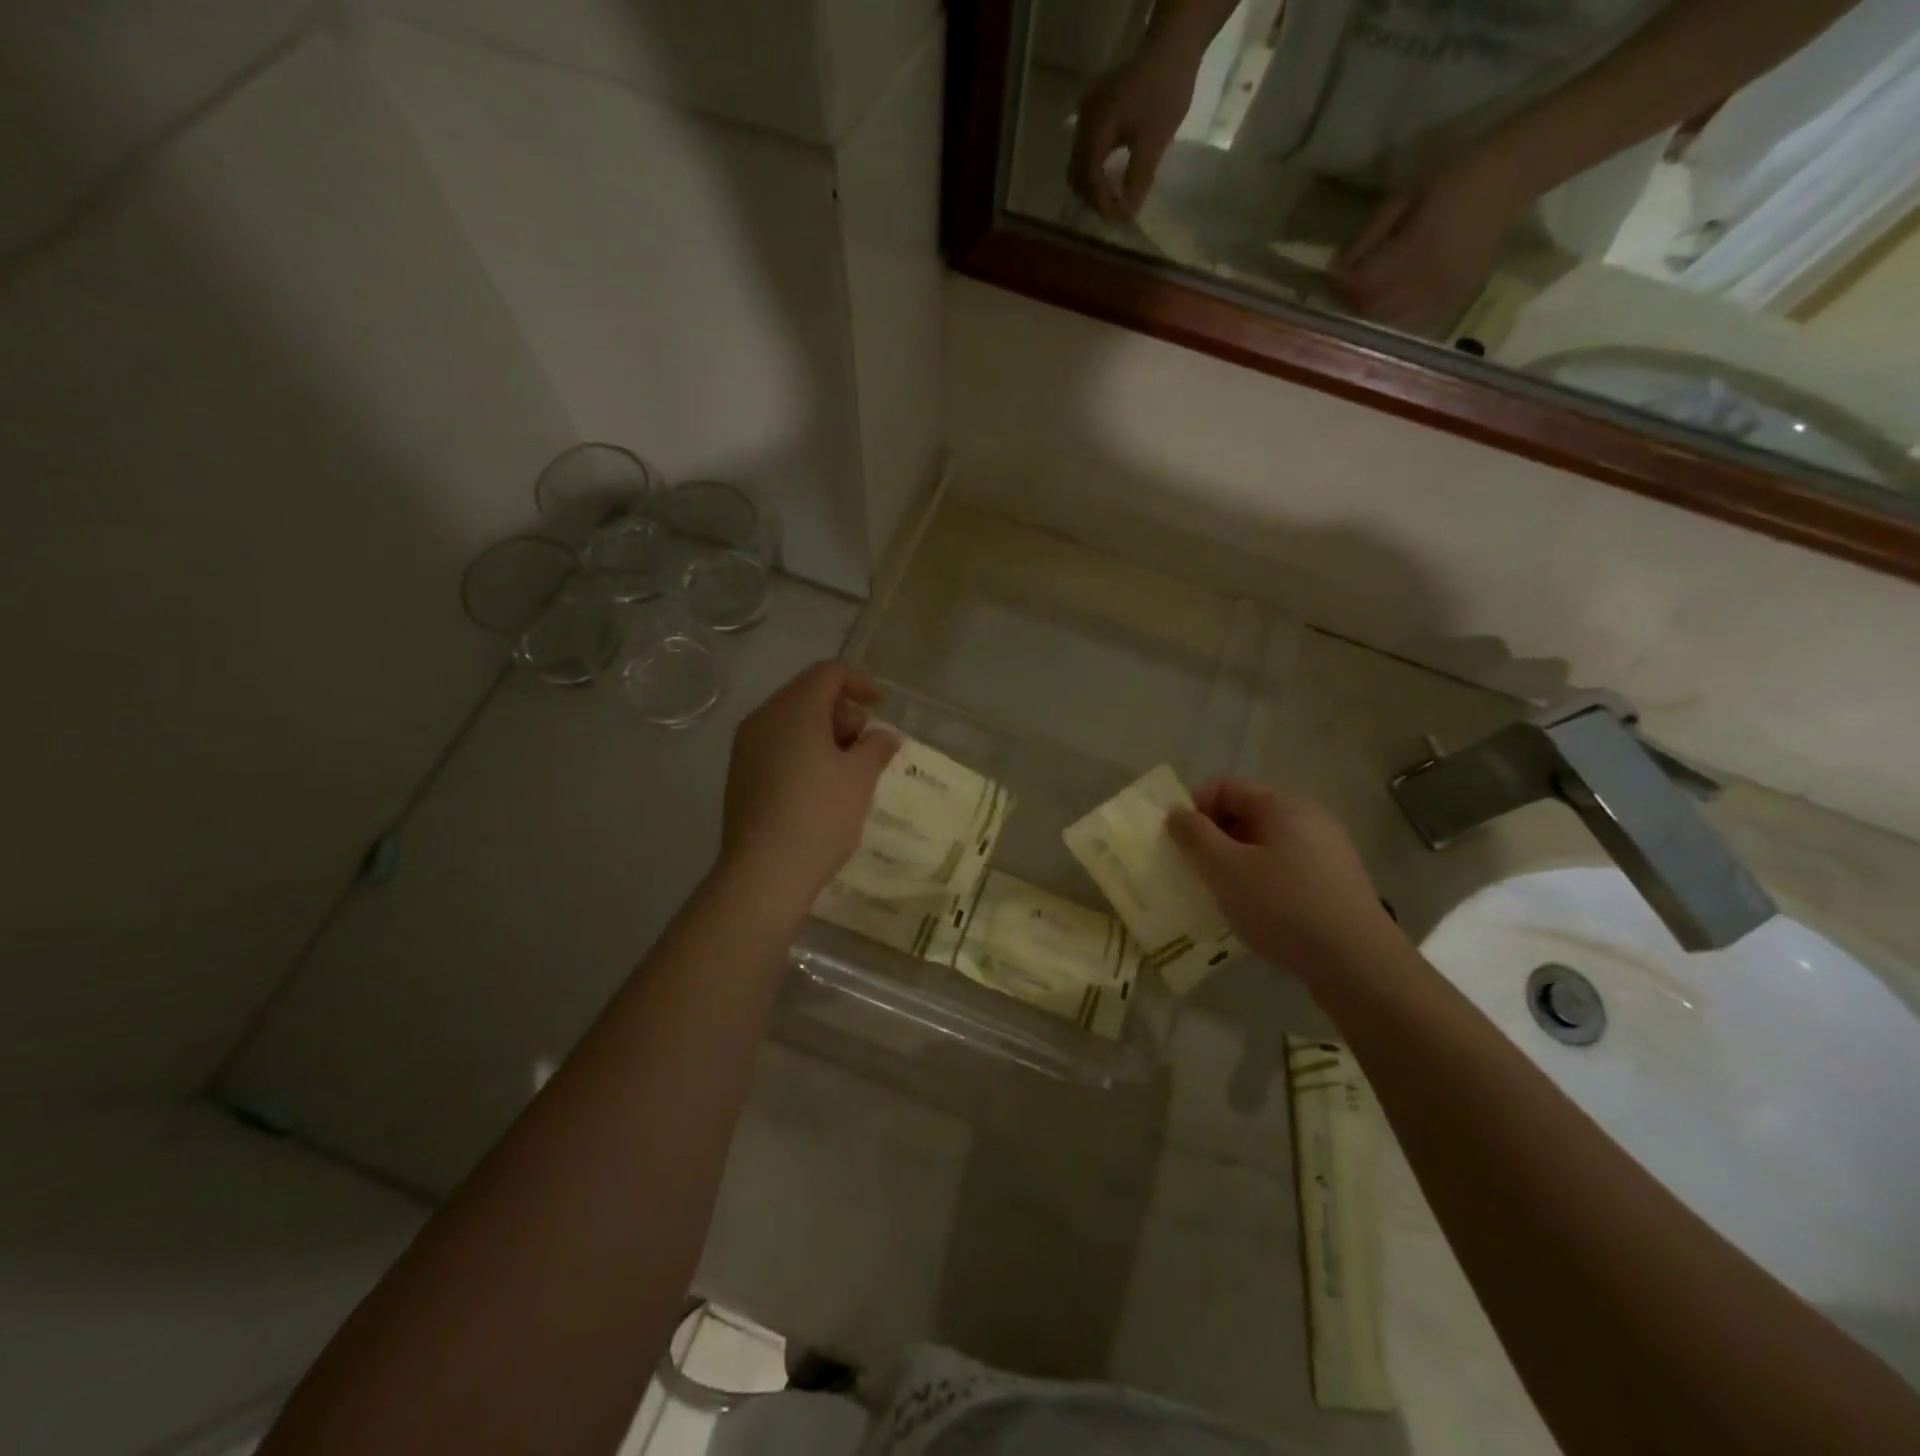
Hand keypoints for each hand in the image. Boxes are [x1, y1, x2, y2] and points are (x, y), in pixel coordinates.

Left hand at [719, 662, 897, 910]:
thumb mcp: (860, 778)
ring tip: (848, 766)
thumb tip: (884, 735)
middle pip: (807, 693)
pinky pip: (777, 745)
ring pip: (791, 720)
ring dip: (824, 731)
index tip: (880, 707)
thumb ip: (876, 747)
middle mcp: (764, 718)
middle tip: (867, 742)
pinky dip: (803, 750)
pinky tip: (821, 783)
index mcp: (794, 709)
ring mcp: (747, 747)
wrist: (764, 872)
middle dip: (842, 709)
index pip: (828, 673)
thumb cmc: (820, 816)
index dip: (860, 682)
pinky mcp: (741, 774)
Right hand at [1069, 45, 1199, 221]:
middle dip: (1093, 198)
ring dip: (1092, 187)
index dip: (1101, 202)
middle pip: (1076, 174)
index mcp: (1097, 126)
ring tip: (1113, 201)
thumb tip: (1127, 215)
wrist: (1170, 49)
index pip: (1089, 176)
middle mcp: (1083, 122)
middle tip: (1116, 213)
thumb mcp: (1155, 140)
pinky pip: (1084, 151)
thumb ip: (1138, 178)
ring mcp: (1084, 115)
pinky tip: (1109, 180)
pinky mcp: (1092, 114)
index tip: (1119, 219)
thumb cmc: (1165, 91)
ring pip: (1077, 165)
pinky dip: (1093, 171)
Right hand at [1167, 780, 1397, 974]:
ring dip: (1234, 862)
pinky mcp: (1333, 883)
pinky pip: (1284, 868)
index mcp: (1283, 805)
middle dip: (1212, 837)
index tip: (1175, 840)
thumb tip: (1177, 813)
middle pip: (1246, 814)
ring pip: (1264, 845)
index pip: (1225, 788)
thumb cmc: (1282, 905)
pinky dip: (1259, 880)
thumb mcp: (1225, 869)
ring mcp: (1326, 851)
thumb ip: (1195, 836)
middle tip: (1190, 868)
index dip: (1194, 807)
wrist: (1355, 963)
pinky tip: (1250, 910)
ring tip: (1216, 892)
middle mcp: (1308, 819)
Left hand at [1330, 152, 1533, 334]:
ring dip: (1371, 312)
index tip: (1333, 275)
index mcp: (1416, 251)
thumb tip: (1336, 269)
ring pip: (1389, 322)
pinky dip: (1394, 317)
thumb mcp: (1401, 199)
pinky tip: (1393, 300)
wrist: (1510, 177)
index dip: (1342, 284)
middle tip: (1346, 285)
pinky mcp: (1455, 302)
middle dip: (1352, 300)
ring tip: (1368, 292)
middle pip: (1372, 310)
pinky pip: (1412, 322)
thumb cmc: (1451, 179)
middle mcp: (1430, 281)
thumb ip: (1367, 238)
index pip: (1364, 286)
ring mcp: (1444, 296)